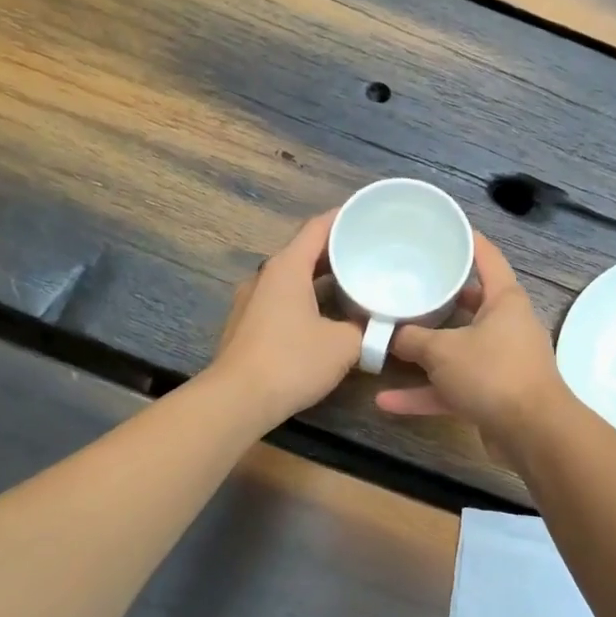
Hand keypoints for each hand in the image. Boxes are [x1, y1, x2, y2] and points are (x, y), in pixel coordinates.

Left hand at [210, 210, 361, 428]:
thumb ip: (365, 329)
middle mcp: (265, 276)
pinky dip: (307, 299)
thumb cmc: (292, 361)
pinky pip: (282, 300)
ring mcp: (251, 301)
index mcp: (287, 268)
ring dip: (321, 278)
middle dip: (337, 251)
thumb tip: (378, 326)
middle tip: (370, 252)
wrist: (237, 400)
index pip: (317, 228)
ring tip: (353, 283)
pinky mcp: (247, 325)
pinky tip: (327, 316)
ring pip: (292, 278)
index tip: (368, 215)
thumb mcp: (344, 345)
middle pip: (304, 252)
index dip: (343, 217)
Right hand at [376, 232, 565, 456]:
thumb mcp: (443, 351)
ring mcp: (501, 362)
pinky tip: (387, 401)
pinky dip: (426, 393)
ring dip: (425, 353)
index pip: (487, 257)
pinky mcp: (493, 395)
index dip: (467, 240)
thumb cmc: (493, 373)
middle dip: (439, 298)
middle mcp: (506, 326)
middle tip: (407, 285)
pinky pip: (454, 387)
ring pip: (458, 350)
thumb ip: (412, 339)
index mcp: (505, 300)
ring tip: (388, 344)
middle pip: (470, 304)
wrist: (533, 433)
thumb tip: (390, 334)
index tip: (444, 227)